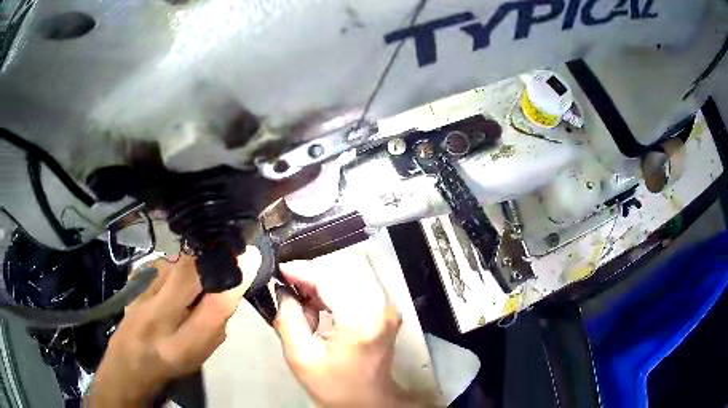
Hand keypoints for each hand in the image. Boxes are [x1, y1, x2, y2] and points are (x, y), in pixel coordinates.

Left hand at [86, 255, 243, 406]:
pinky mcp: (134, 283)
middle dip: (213, 255)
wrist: (128, 364)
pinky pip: (162, 263)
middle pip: (188, 274)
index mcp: (181, 345)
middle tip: (231, 247)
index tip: (250, 258)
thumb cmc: (170, 366)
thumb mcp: (199, 354)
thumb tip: (232, 286)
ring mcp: (141, 296)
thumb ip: (215, 323)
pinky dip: (178, 260)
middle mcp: (158, 318)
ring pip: (174, 263)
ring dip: (196, 255)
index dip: (233, 280)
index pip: (213, 308)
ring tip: (209, 254)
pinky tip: (183, 266)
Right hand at [274, 252, 420, 407]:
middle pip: (345, 266)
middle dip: (313, 272)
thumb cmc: (335, 386)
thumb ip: (288, 319)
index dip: (303, 270)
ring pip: (352, 270)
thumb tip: (284, 290)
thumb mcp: (300, 357)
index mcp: (360, 321)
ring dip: (324, 278)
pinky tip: (318, 303)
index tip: (280, 272)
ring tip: (303, 299)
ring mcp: (387, 305)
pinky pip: (358, 281)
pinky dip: (334, 285)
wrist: (368, 401)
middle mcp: (380, 306)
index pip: (330, 278)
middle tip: (291, 286)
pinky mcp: (385, 307)